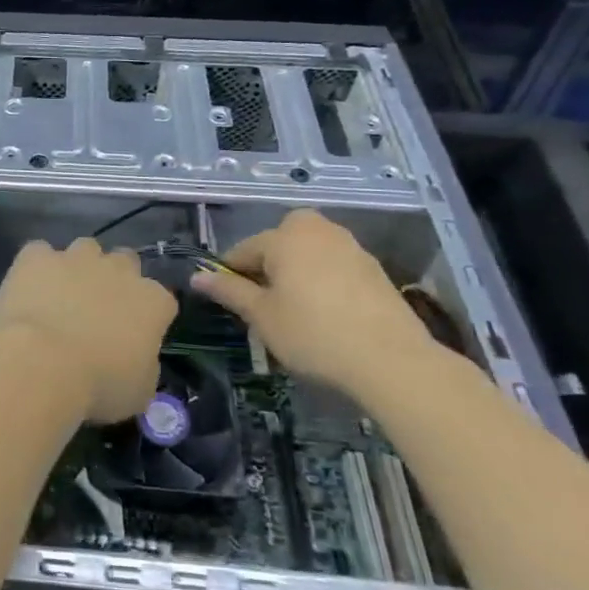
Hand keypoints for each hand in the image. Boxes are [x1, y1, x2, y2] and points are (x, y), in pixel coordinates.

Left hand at [0, 237, 174, 424]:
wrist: (41, 364)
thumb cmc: (98, 387)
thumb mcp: (139, 391)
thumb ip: (144, 363)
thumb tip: (137, 356)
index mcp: (152, 301)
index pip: (161, 299)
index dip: (147, 315)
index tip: (133, 334)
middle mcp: (118, 269)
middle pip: (125, 262)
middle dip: (115, 279)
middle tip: (97, 310)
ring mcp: (76, 257)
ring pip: (85, 249)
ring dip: (79, 267)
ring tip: (61, 296)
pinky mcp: (37, 255)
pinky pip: (40, 252)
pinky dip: (36, 268)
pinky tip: (28, 288)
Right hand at [190, 210, 439, 398]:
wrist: (391, 359)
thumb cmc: (313, 334)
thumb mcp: (262, 316)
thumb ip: (229, 291)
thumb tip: (197, 276)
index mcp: (284, 236)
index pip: (243, 250)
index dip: (230, 275)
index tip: (227, 300)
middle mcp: (316, 230)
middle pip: (279, 241)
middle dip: (268, 264)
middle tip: (265, 301)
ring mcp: (350, 246)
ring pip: (308, 252)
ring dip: (297, 271)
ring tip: (295, 308)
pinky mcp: (373, 267)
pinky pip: (334, 265)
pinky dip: (323, 280)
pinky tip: (327, 313)